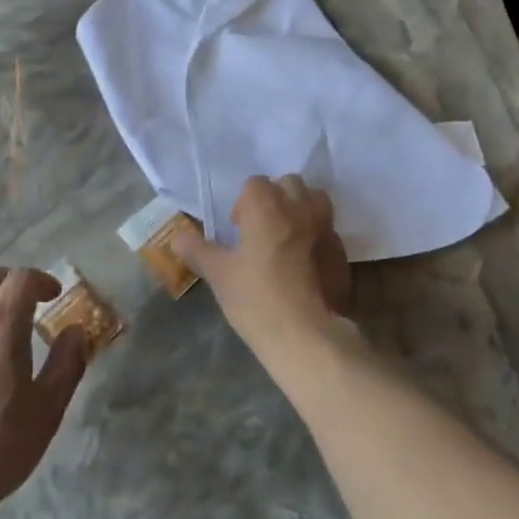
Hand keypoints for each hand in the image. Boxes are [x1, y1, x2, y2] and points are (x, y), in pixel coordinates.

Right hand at [174, 175, 352, 363]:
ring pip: (315, 200)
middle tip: (262, 229)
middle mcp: (299, 207)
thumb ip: (197, 250)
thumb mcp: (218, 275)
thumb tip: (176, 237)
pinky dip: (316, 235)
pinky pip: (328, 229)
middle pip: (289, 184)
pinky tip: (306, 263)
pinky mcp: (342, 251)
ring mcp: (325, 228)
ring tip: (287, 237)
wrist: (307, 336)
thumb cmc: (256, 299)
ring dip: (301, 208)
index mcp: (266, 206)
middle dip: (275, 198)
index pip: (255, 183)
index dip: (243, 203)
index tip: (238, 229)